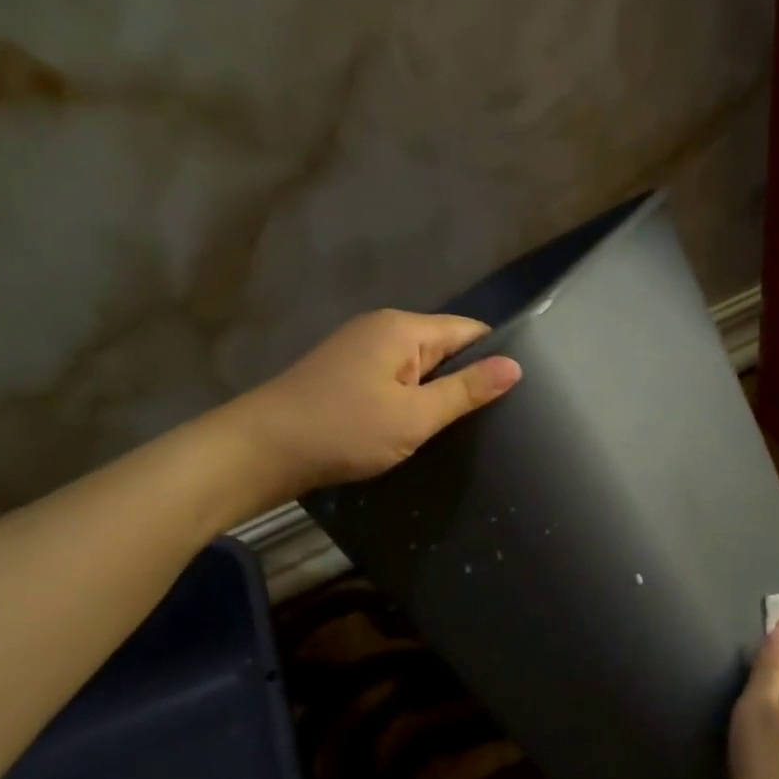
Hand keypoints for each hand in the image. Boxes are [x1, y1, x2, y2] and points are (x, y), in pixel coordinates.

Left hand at [241, 310, 520, 500]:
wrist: (260, 451)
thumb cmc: (343, 430)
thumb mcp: (414, 416)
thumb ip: (466, 391)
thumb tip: (516, 366)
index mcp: (403, 328)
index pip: (469, 331)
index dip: (495, 357)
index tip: (518, 394)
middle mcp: (382, 328)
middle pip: (444, 346)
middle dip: (467, 378)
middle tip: (496, 419)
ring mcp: (360, 350)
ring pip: (419, 366)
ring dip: (438, 393)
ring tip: (465, 428)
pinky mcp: (345, 374)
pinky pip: (395, 379)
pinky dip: (411, 399)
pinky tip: (419, 427)